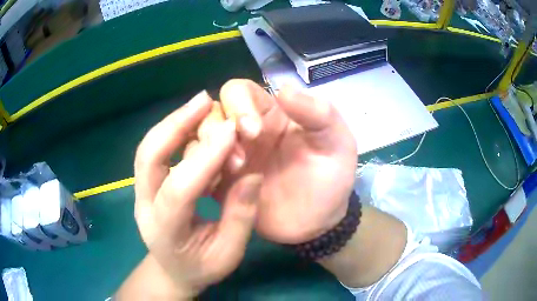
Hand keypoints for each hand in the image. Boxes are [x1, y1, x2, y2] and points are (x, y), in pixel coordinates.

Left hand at [132, 91, 261, 296]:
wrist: (172, 271)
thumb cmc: (201, 268)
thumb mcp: (228, 254)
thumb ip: (240, 217)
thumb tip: (252, 174)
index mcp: (165, 231)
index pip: (179, 189)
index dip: (205, 157)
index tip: (231, 131)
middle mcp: (144, 206)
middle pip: (149, 157)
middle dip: (176, 125)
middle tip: (205, 101)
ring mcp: (140, 192)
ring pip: (148, 148)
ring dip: (173, 122)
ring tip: (201, 103)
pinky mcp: (145, 183)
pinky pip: (154, 150)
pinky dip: (172, 130)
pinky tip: (191, 119)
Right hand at [202, 80, 357, 243]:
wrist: (318, 223)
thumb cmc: (330, 179)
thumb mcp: (337, 142)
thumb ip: (319, 113)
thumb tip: (284, 88)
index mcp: (271, 114)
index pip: (239, 91)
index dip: (238, 103)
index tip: (254, 130)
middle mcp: (245, 131)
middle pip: (212, 113)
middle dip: (218, 129)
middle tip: (240, 158)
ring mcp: (230, 157)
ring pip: (200, 139)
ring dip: (208, 150)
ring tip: (235, 172)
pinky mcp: (222, 183)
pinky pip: (198, 169)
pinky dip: (199, 171)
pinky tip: (214, 184)